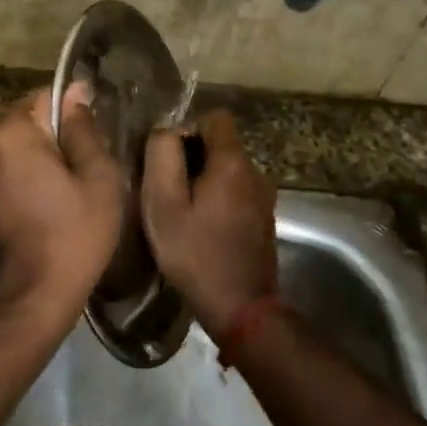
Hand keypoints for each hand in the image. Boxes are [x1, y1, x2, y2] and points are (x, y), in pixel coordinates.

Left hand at [0, 86, 125, 321]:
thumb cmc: (73, 234)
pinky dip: (33, 177)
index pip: (47, 97)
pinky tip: (57, 202)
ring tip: (78, 187)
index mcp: (10, 132)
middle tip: (93, 168)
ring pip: (23, 148)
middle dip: (61, 137)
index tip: (99, 139)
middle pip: (32, 122)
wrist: (32, 296)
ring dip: (48, 159)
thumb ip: (84, 129)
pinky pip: (12, 169)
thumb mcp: (97, 177)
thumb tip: (76, 92)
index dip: (78, 112)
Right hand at [141, 111, 277, 334]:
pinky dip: (218, 200)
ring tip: (182, 211)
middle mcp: (256, 172)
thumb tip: (166, 131)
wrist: (241, 308)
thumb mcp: (164, 204)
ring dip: (204, 182)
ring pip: (228, 171)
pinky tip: (201, 228)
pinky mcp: (264, 219)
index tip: (168, 159)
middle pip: (221, 144)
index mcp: (233, 163)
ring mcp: (264, 197)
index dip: (187, 129)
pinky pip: (236, 193)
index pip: (215, 118)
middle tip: (168, 190)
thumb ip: (162, 157)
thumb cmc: (196, 254)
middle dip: (192, 158)